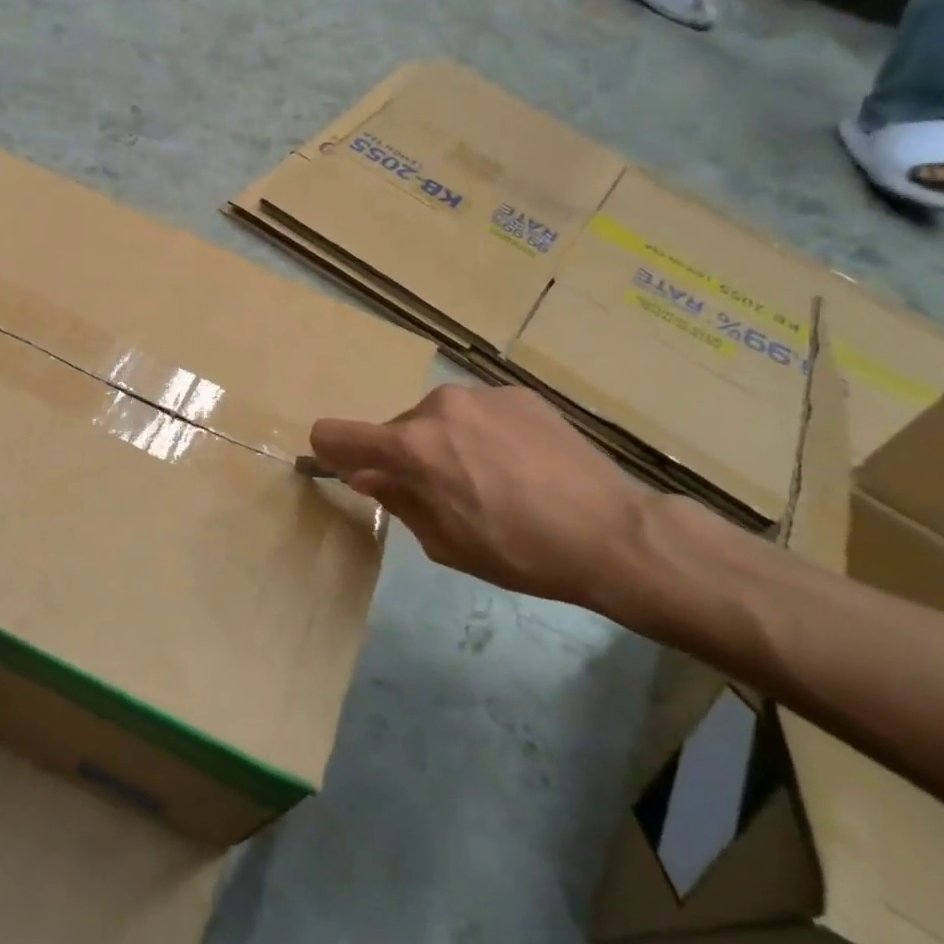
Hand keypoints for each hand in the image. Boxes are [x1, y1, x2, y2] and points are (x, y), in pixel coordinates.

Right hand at [309, 383, 650, 608]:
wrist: (611, 532)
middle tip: (444, 492)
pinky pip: (477, 411)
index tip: (349, 471)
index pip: (337, 433)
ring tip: (489, 477)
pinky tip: (518, 463)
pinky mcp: (518, 392)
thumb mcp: (444, 541)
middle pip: (395, 428)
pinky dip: (481, 432)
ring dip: (444, 442)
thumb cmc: (518, 551)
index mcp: (412, 446)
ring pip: (437, 418)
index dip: (332, 452)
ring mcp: (482, 394)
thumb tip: (366, 475)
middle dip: (405, 457)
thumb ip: (396, 499)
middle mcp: (438, 406)